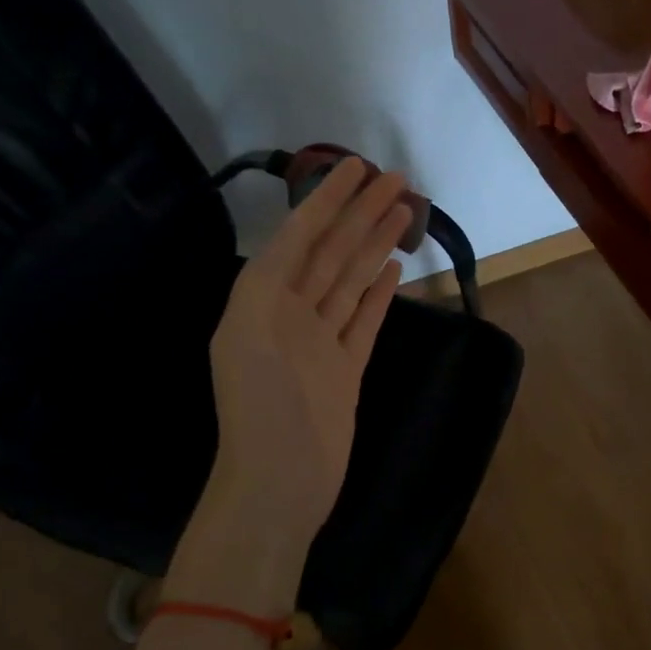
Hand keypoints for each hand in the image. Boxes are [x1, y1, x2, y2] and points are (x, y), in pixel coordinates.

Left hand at [171, 157, 408, 612]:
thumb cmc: (263, 411)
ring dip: (374, 245)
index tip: (356, 167)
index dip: (327, 200)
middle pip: (331, 252)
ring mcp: (320, 341)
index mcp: (261, 301)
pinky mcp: (344, 367)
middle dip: (360, 213)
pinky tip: (393, 268)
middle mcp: (290, 313)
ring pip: (351, 280)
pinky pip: (364, 319)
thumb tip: (297, 239)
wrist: (280, 482)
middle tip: (398, 180)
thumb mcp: (248, 336)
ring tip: (403, 212)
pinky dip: (377, 292)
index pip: (300, 237)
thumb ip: (269, 284)